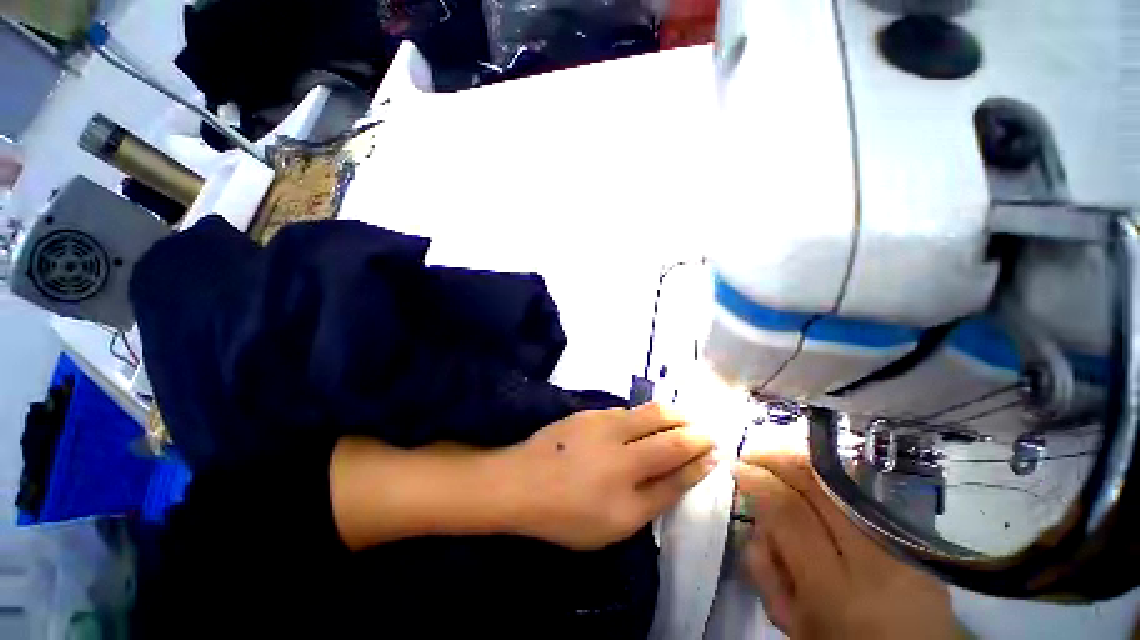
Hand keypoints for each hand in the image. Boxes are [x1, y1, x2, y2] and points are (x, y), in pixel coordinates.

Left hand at [502, 403, 716, 550]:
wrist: (521, 482)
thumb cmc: (568, 514)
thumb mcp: (618, 523)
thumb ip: (656, 497)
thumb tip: (686, 472)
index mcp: (629, 477)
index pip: (678, 460)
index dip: (701, 455)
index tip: (716, 451)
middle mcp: (621, 443)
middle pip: (668, 425)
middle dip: (693, 427)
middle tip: (703, 432)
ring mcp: (604, 422)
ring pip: (649, 411)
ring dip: (672, 415)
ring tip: (681, 422)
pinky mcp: (590, 412)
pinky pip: (627, 410)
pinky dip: (644, 415)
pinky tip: (644, 424)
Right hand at [733, 450, 959, 639]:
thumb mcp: (794, 622)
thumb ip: (767, 570)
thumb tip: (757, 517)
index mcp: (835, 592)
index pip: (788, 514)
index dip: (758, 481)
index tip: (738, 468)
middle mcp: (874, 560)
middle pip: (818, 485)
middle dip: (777, 457)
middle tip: (753, 451)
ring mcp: (900, 544)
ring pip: (843, 481)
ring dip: (801, 461)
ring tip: (778, 457)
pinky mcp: (914, 538)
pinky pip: (863, 491)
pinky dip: (830, 476)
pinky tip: (812, 471)